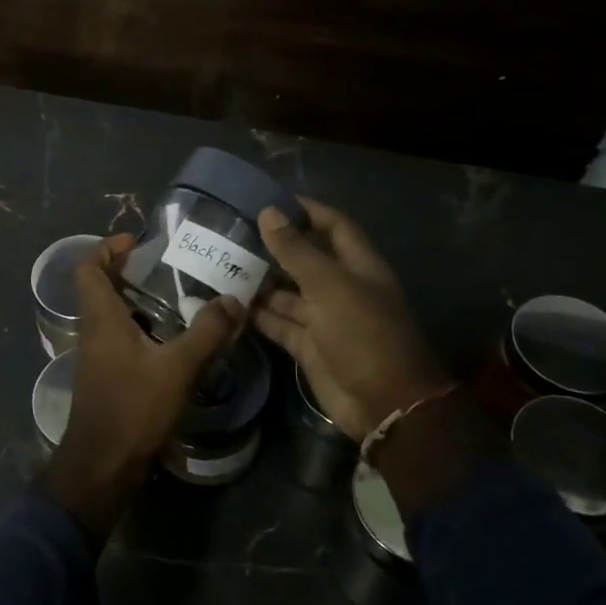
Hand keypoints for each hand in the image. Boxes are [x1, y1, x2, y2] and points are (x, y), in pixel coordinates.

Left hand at [38, 234, 243, 544]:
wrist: (102, 466)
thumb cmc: (133, 408)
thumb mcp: (177, 367)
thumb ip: (207, 332)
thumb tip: (233, 299)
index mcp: (101, 318)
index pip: (87, 267)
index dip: (107, 248)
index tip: (138, 242)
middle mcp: (93, 331)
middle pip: (101, 287)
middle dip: (130, 272)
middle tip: (168, 267)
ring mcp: (97, 356)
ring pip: (112, 315)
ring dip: (138, 302)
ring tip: (179, 298)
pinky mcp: (106, 376)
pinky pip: (120, 338)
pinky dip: (142, 329)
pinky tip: (174, 340)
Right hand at [253, 198, 452, 441]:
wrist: (383, 404)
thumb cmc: (363, 333)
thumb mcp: (329, 285)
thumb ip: (296, 251)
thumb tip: (269, 212)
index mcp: (358, 266)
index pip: (333, 226)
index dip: (306, 210)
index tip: (269, 200)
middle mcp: (341, 288)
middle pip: (305, 259)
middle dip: (274, 247)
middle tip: (232, 234)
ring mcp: (324, 319)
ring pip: (287, 293)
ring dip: (260, 281)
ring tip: (222, 266)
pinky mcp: (309, 346)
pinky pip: (279, 323)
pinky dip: (258, 315)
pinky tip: (229, 303)